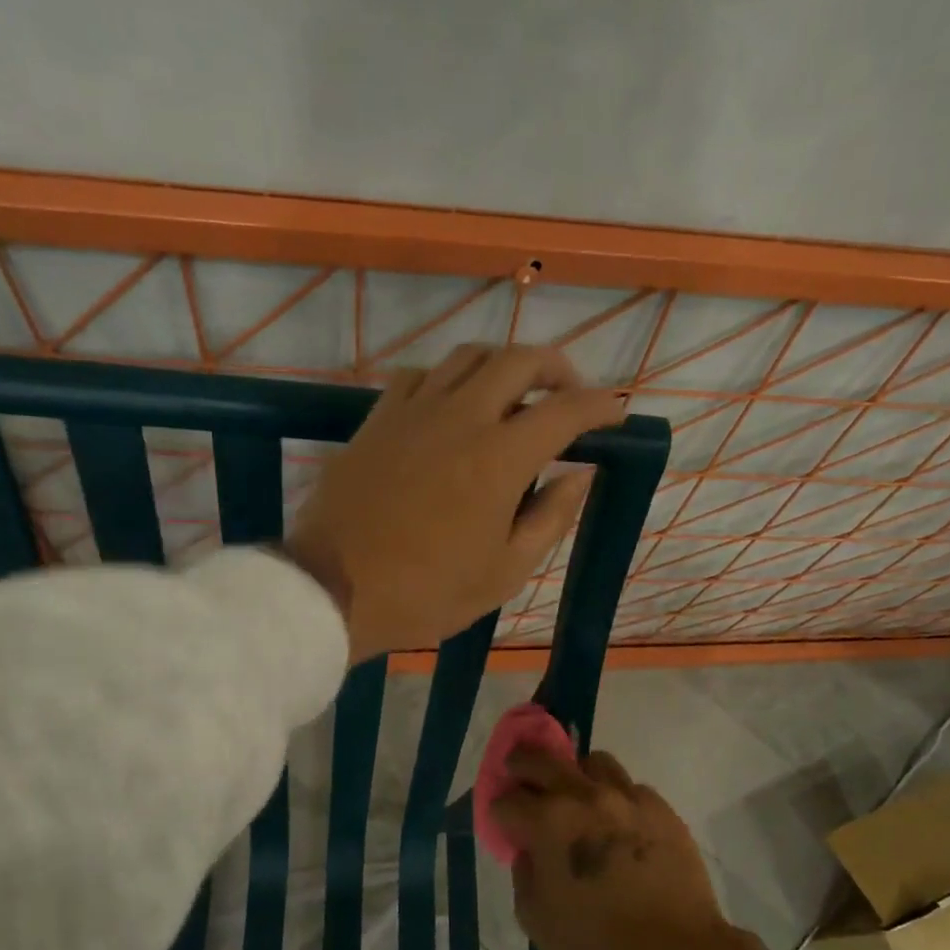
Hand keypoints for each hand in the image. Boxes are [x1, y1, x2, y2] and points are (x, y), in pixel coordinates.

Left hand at [287, 344, 624, 662]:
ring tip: (514, 393)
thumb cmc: (426, 593)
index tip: (616, 413)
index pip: (566, 410)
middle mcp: (462, 416)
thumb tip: (579, 476)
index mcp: (501, 457)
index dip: (600, 406)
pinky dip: (449, 378)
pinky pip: (421, 375)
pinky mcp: (377, 419)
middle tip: (569, 394)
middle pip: (519, 360)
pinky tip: (451, 405)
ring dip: (503, 365)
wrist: (332, 589)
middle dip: (557, 369)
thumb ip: (550, 518)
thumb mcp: (504, 572)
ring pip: (468, 356)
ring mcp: (414, 411)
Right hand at [495, 746, 792, 949]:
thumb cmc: (597, 944)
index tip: (504, 822)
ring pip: (592, 761)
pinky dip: (618, 799)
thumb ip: (524, 875)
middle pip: (540, 759)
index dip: (499, 811)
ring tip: (579, 798)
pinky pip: (631, 788)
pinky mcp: (660, 808)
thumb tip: (529, 851)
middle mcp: (583, 796)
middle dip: (521, 765)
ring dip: (576, 774)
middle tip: (520, 776)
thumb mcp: (537, 920)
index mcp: (547, 822)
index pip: (506, 800)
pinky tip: (620, 825)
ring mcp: (625, 797)